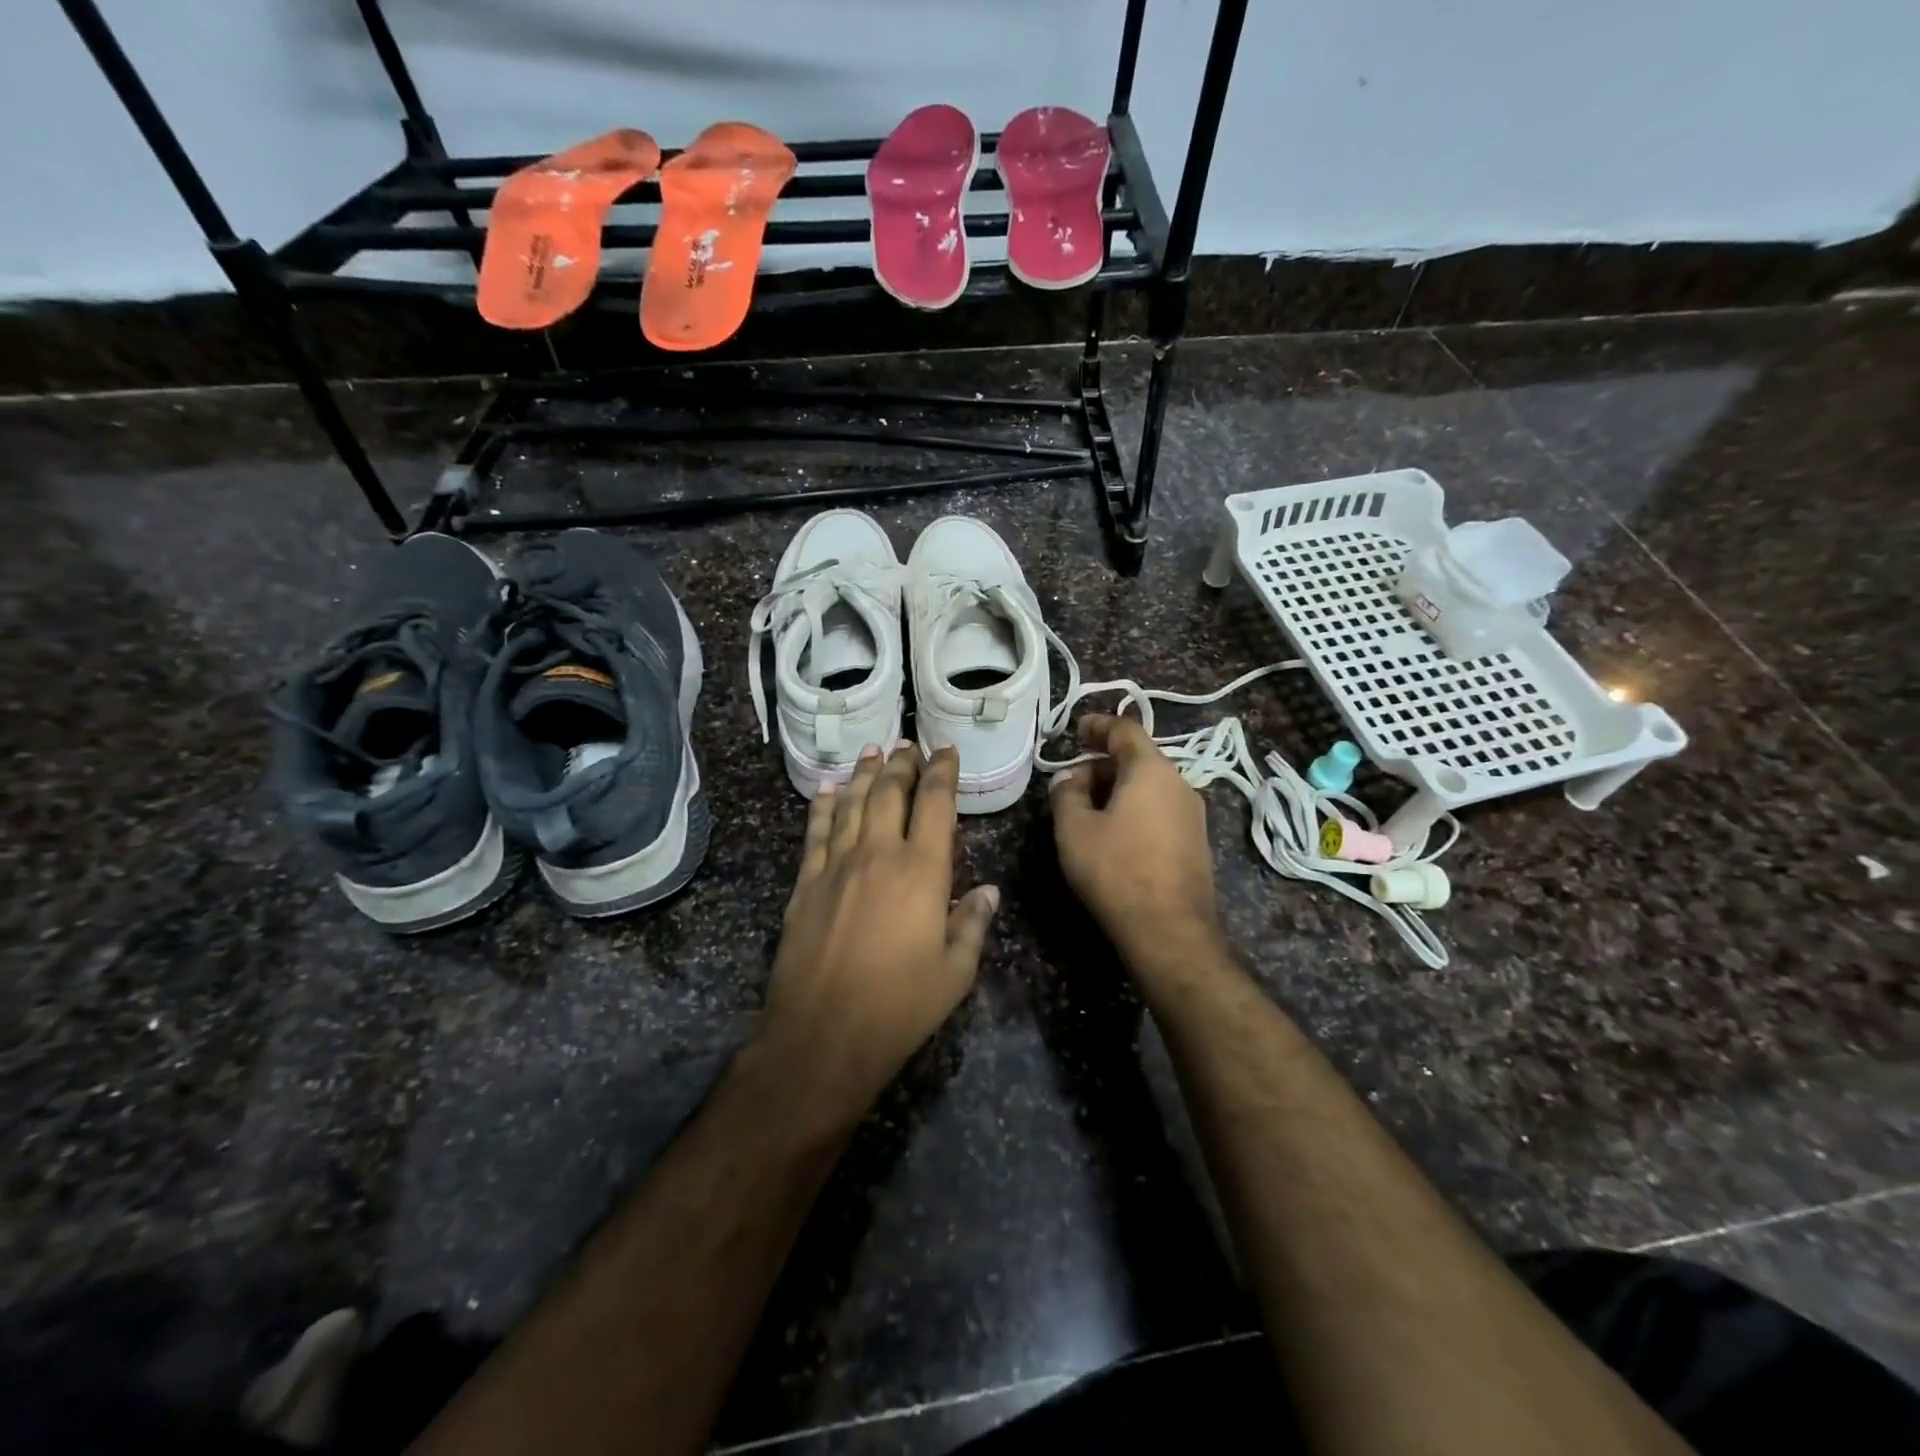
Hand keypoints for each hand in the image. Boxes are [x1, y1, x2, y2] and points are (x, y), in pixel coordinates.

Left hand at [760, 742, 997, 1123]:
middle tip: (909, 744)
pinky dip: (824, 805)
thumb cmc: (899, 1007)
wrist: (823, 1034)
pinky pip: (816, 832)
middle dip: (902, 764)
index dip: (942, 772)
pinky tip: (828, 788)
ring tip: (873, 751)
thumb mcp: (955, 972)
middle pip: (889, 793)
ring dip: (864, 774)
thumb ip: (973, 924)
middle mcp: (878, 855)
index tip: (946, 752)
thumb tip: (989, 891)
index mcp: (922, 871)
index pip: (935, 804)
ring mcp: (836, 866)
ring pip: (852, 804)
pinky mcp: (805, 883)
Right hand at [1048, 715, 1223, 965]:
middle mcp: (1180, 784)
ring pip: (1150, 786)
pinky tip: (1115, 833)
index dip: (1099, 725)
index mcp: (1151, 770)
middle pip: (1139, 759)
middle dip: (1103, 763)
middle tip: (1072, 781)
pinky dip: (1135, 809)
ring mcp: (1193, 815)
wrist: (1170, 930)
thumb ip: (1067, 794)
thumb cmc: (1116, 870)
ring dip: (1119, 788)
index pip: (1126, 730)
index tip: (1077, 729)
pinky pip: (1160, 810)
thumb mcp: (1074, 829)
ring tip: (1089, 809)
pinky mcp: (1195, 843)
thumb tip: (1070, 778)